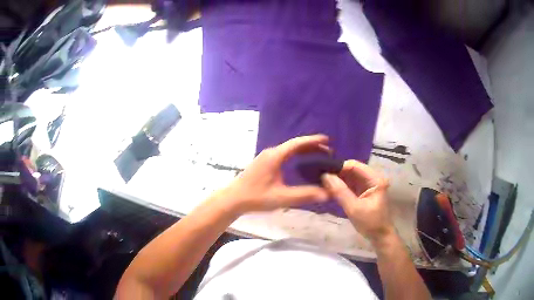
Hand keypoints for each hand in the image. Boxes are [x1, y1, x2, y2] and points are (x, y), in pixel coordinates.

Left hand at [219, 135, 330, 213]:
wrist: (233, 199)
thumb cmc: (256, 197)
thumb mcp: (281, 197)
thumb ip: (304, 195)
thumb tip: (326, 194)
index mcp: (275, 156)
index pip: (297, 143)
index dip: (313, 141)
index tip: (327, 140)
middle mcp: (271, 153)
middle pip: (294, 145)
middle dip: (311, 146)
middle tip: (327, 151)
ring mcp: (266, 157)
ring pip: (288, 150)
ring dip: (304, 150)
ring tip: (318, 155)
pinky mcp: (264, 163)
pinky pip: (284, 155)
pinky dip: (296, 155)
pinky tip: (300, 163)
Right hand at [321, 160, 393, 244]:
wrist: (379, 236)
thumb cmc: (370, 223)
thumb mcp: (354, 208)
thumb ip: (340, 192)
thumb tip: (325, 176)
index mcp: (375, 179)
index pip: (355, 165)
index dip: (339, 167)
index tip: (323, 172)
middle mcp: (372, 177)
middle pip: (352, 169)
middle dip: (337, 173)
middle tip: (320, 177)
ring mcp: (368, 184)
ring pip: (350, 176)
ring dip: (338, 179)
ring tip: (322, 182)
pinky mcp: (363, 191)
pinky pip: (350, 184)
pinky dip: (341, 186)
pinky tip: (329, 188)